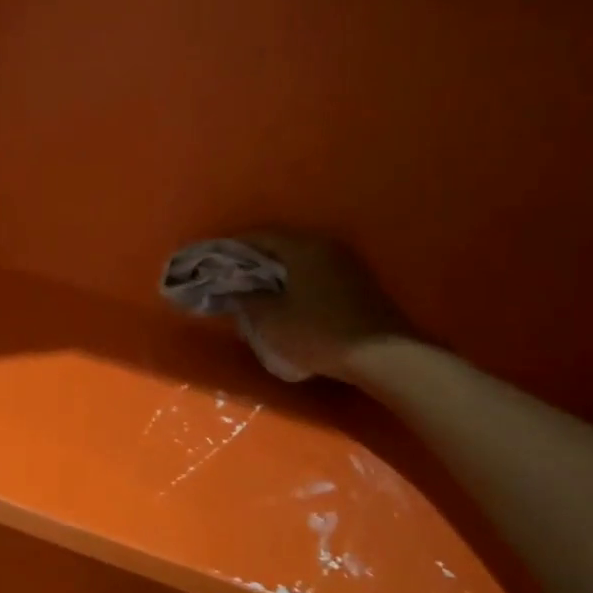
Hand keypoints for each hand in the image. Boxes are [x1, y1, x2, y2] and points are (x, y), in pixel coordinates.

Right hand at [235, 231, 417, 382]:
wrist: (381, 356)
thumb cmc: (318, 333)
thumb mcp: (271, 320)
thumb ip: (246, 300)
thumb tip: (234, 290)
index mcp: (302, 247)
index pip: (258, 236)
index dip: (230, 249)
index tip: (212, 264)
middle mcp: (325, 246)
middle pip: (280, 246)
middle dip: (252, 261)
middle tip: (230, 279)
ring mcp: (345, 264)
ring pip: (298, 261)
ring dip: (275, 273)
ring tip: (254, 292)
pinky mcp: (356, 283)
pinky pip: (314, 273)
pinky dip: (294, 282)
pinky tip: (285, 301)